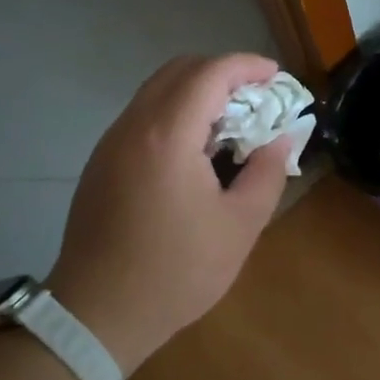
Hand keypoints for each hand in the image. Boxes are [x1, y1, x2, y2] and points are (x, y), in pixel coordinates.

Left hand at [46, 54, 292, 372]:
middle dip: (223, 73)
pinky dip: (175, 113)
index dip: (247, 66)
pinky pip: (142, 116)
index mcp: (168, 136)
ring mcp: (111, 142)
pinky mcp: (101, 162)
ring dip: (197, 92)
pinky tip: (195, 150)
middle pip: (179, 70)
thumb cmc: (176, 271)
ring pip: (157, 90)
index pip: (210, 73)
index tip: (277, 77)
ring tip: (230, 124)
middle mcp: (133, 126)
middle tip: (256, 99)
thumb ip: (267, 172)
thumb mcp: (240, 226)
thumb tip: (281, 139)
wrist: (98, 313)